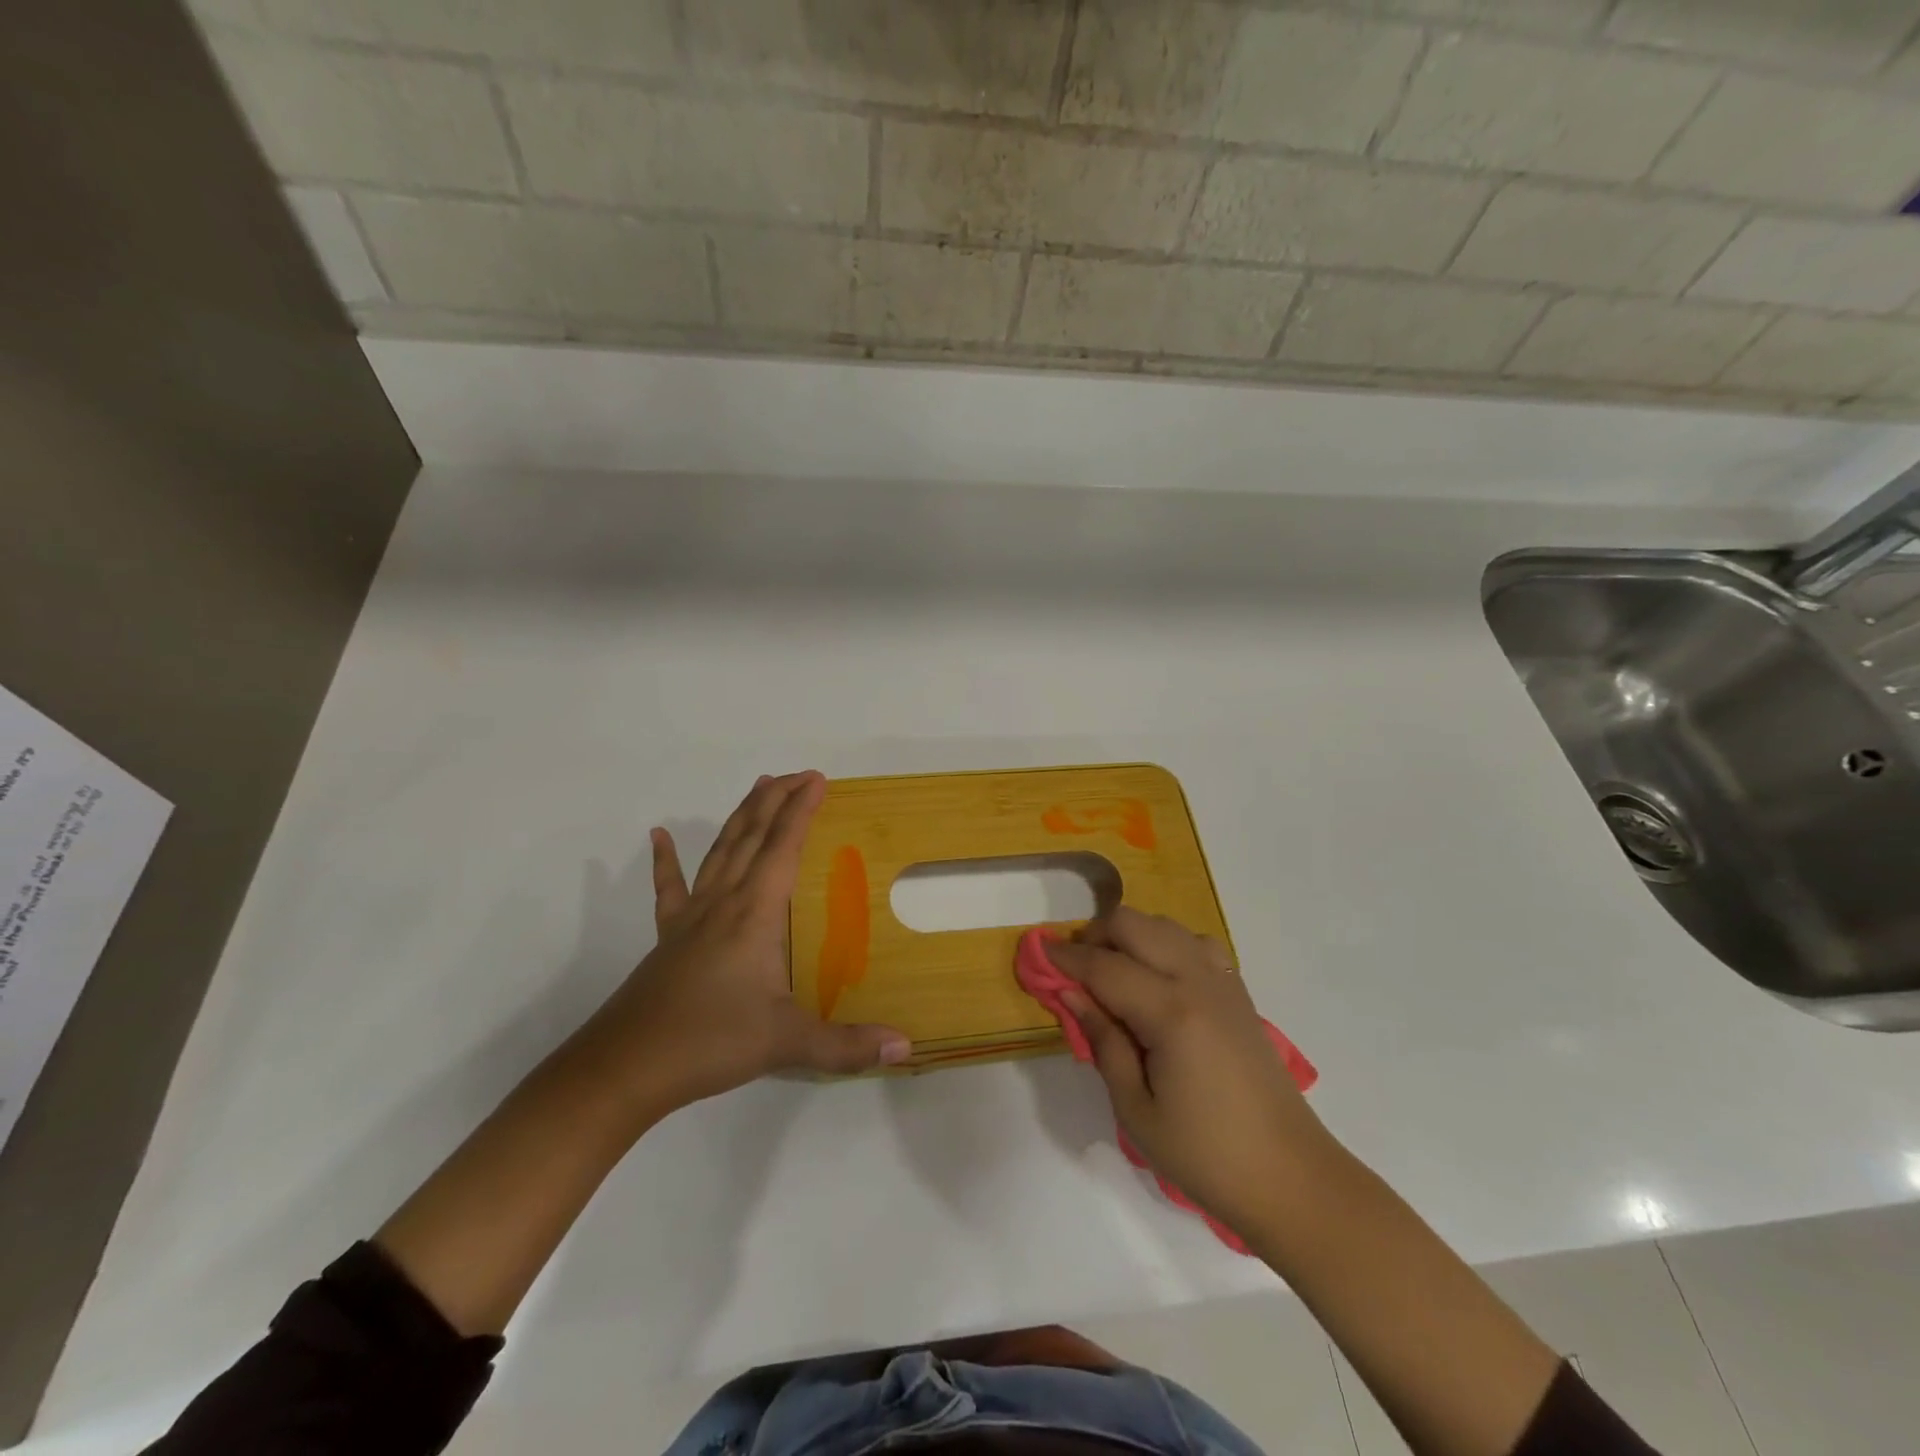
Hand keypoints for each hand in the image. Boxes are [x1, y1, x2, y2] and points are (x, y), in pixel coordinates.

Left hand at [566, 771, 909, 1121]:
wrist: (625, 1067)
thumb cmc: (710, 1042)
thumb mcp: (786, 1044)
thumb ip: (847, 1045)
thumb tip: (906, 1046)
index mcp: (755, 914)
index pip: (783, 847)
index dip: (801, 810)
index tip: (818, 780)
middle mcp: (724, 902)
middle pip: (752, 836)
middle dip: (776, 800)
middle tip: (798, 775)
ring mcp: (691, 916)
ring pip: (720, 851)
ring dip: (741, 816)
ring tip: (758, 787)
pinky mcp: (669, 936)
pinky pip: (670, 887)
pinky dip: (665, 860)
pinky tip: (658, 836)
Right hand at [1046, 908, 1329, 1236]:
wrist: (1290, 1177)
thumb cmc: (1205, 1155)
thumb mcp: (1136, 1109)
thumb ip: (1103, 1042)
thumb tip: (1071, 994)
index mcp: (1170, 1013)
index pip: (1104, 966)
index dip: (1066, 957)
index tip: (1037, 951)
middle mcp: (1197, 982)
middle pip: (1135, 924)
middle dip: (1097, 935)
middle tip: (1074, 969)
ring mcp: (1223, 982)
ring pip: (1165, 925)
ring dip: (1131, 935)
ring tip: (1112, 972)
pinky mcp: (1238, 992)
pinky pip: (1195, 943)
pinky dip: (1166, 944)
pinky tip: (1157, 977)